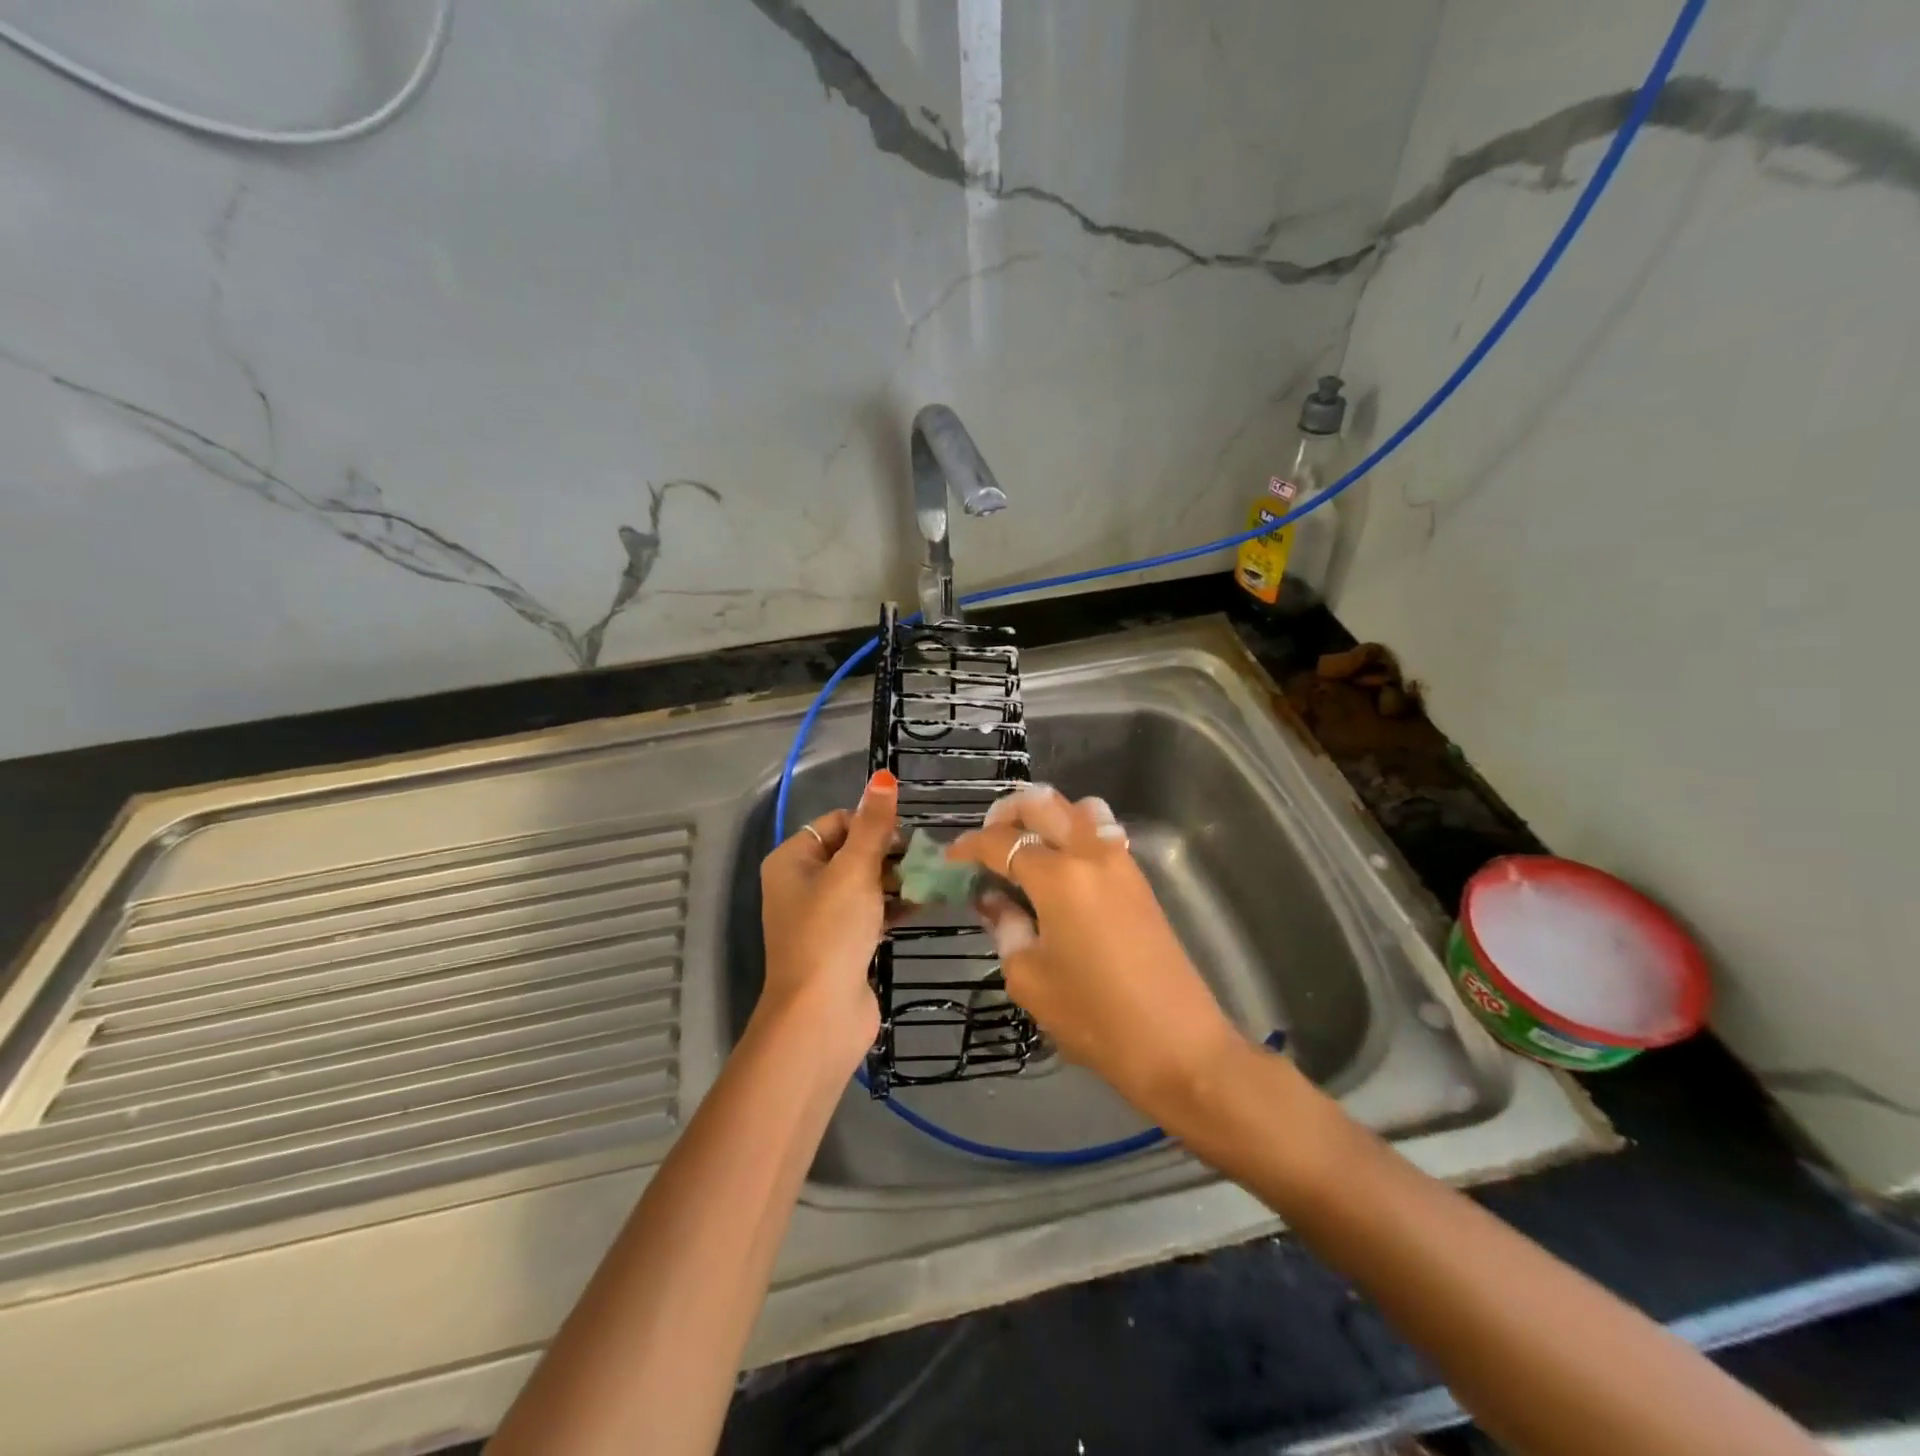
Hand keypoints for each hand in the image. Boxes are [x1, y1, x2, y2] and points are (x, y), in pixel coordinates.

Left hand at [756, 770, 897, 1073]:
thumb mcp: (854, 869)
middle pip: (852, 851)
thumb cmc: (832, 931)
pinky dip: (894, 905)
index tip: (905, 836)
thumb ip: (873, 824)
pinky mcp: (842, 944)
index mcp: (792, 859)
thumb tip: (883, 776)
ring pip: (864, 883)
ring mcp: (822, 917)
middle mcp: (802, 884)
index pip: (836, 822)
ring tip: (932, 878)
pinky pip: (871, 912)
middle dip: (889, 852)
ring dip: (896, 878)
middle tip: (925, 858)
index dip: (871, 822)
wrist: (820, 1015)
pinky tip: (926, 903)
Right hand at [948, 786, 1244, 1119]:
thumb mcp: (1030, 977)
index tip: (950, 859)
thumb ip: (1005, 927)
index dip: (969, 846)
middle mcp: (1090, 853)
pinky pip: (1101, 832)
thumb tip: (991, 900)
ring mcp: (1120, 861)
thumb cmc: (1094, 1017)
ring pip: (1078, 808)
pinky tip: (1059, 868)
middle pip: (1042, 803)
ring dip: (1046, 816)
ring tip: (1025, 847)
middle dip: (1006, 813)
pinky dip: (1073, 832)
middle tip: (985, 842)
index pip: (1002, 842)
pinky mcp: (1138, 878)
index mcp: (1058, 876)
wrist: (1178, 1045)